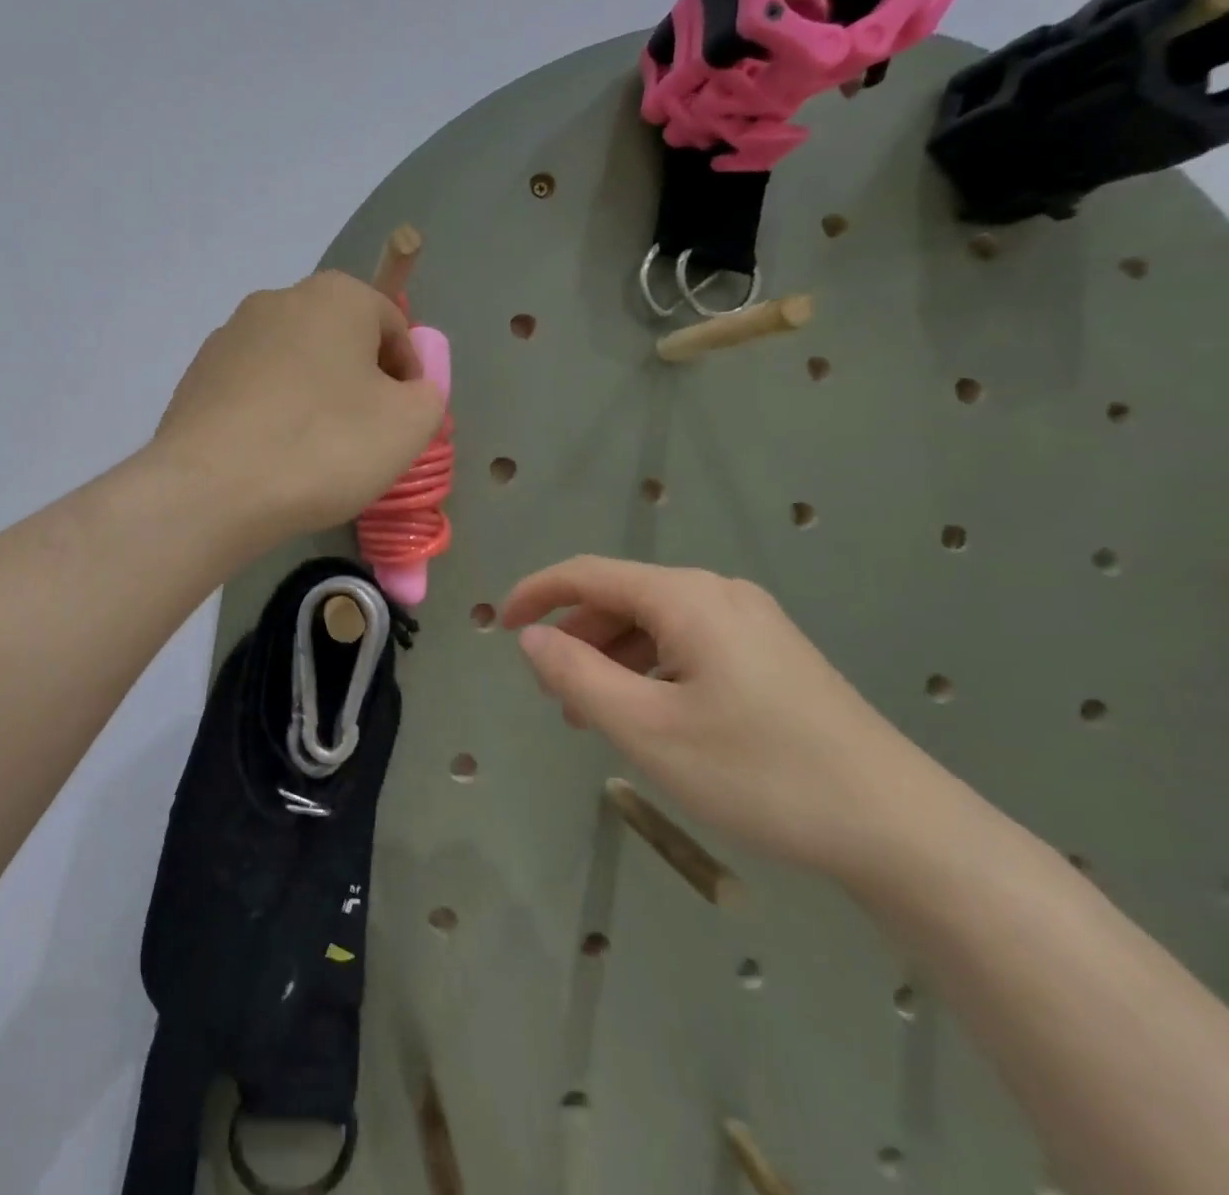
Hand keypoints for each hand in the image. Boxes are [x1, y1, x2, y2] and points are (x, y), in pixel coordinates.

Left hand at [152, 271, 444, 542]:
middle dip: (358, 382)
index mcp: (335, 296)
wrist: (212, 490)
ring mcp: (228, 337)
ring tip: (313, 452)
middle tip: (364, 437)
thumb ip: (427, 394)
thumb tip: (407, 388)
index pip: (392, 325)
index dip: (408, 374)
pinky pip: (252, 390)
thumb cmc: (324, 447)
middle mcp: (277, 300)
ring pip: (292, 364)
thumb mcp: (408, 425)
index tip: (404, 420)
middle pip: (338, 340)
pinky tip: (269, 456)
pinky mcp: (196, 376)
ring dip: (312, 397)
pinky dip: (270, 414)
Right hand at [501, 555, 948, 881]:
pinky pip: (687, 646)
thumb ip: (575, 674)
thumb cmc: (758, 773)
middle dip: (575, 638)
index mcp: (686, 597)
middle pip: (620, 598)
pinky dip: (650, 672)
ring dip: (611, 660)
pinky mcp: (772, 656)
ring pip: (653, 625)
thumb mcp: (645, 728)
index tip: (500, 626)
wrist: (903, 831)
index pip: (587, 573)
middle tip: (552, 694)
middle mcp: (718, 594)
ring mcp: (752, 624)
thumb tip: (531, 637)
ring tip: (595, 717)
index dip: (535, 593)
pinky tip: (650, 718)